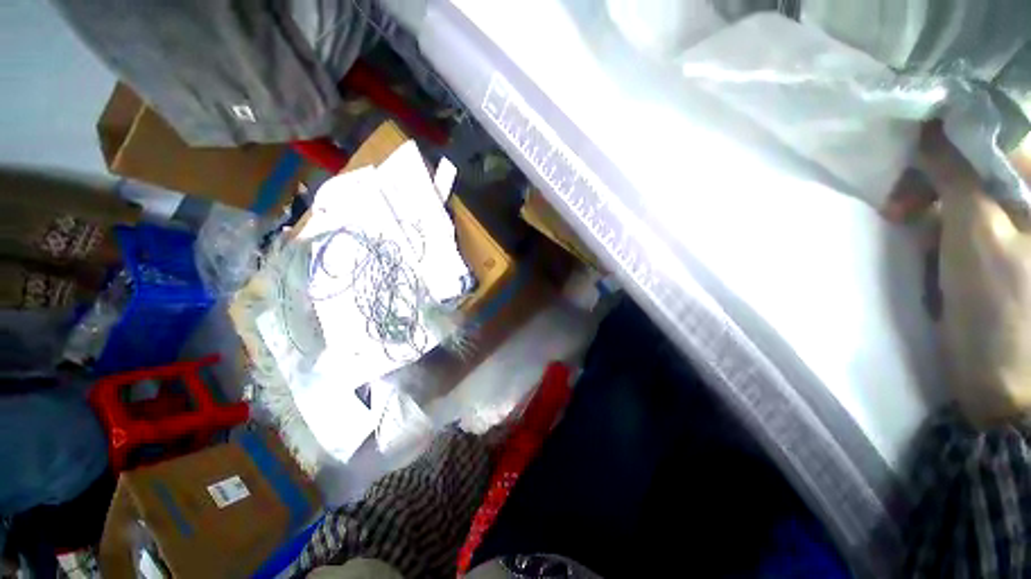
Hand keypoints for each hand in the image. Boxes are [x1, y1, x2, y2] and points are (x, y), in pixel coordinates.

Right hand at [912, 124, 1030, 425]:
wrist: (1000, 379)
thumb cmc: (997, 306)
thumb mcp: (975, 232)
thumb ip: (955, 174)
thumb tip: (928, 128)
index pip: (993, 137)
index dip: (949, 138)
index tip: (908, 153)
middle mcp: (1030, 203)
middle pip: (976, 165)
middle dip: (933, 179)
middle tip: (898, 205)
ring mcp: (1015, 227)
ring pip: (964, 192)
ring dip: (929, 206)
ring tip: (904, 226)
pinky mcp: (995, 249)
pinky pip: (961, 219)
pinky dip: (936, 226)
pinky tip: (925, 245)